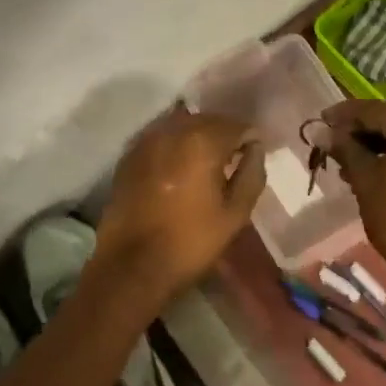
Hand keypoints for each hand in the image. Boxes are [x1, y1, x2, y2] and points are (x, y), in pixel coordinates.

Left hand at [90, 112, 265, 307]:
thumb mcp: (235, 214)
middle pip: (208, 120)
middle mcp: (173, 130)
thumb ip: (251, 174)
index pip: (237, 125)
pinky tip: (180, 166)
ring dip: (198, 137)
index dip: (251, 138)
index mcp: (202, 141)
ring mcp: (146, 140)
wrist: (132, 266)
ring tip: (208, 162)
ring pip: (182, 125)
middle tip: (235, 158)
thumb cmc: (191, 242)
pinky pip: (161, 137)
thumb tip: (255, 148)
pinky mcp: (129, 155)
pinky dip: (175, 144)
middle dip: (224, 134)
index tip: (255, 155)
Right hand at [323, 99, 385, 273]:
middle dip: (359, 130)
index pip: (375, 110)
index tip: (321, 120)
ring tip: (345, 161)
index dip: (344, 114)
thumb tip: (319, 130)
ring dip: (374, 144)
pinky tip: (368, 169)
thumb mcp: (364, 178)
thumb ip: (343, 148)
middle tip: (331, 142)